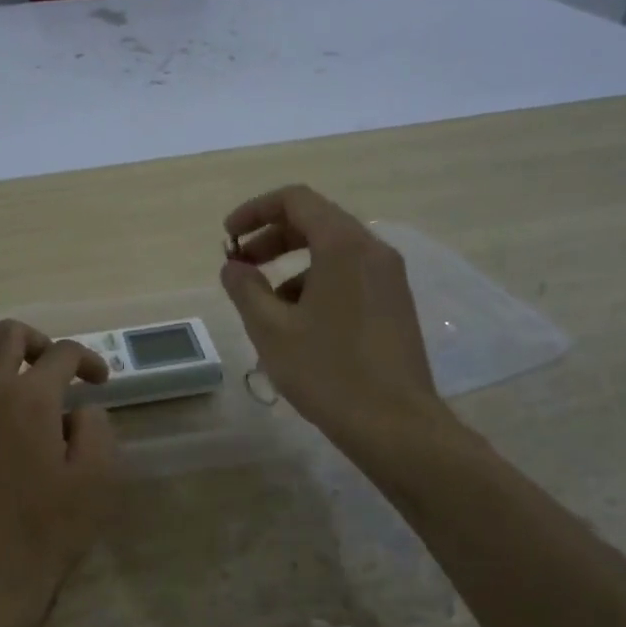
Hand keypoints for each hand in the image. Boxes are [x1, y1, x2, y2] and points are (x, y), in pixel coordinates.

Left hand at [0, 320, 119, 626]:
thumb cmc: (47, 530)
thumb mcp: (96, 480)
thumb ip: (95, 429)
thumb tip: (79, 409)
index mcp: (32, 398)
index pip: (62, 354)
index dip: (87, 360)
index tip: (97, 381)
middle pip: (6, 334)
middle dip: (37, 341)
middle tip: (51, 367)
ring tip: (4, 374)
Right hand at [219, 184, 455, 455]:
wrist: (396, 426)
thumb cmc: (328, 372)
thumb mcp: (271, 329)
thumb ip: (245, 289)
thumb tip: (233, 266)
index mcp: (343, 245)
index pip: (295, 200)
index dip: (255, 211)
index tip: (229, 238)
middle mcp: (373, 250)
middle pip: (316, 222)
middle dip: (271, 238)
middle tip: (240, 266)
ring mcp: (390, 278)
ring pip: (333, 251)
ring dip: (292, 264)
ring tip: (264, 303)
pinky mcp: (396, 304)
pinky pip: (350, 275)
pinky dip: (317, 282)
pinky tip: (298, 323)